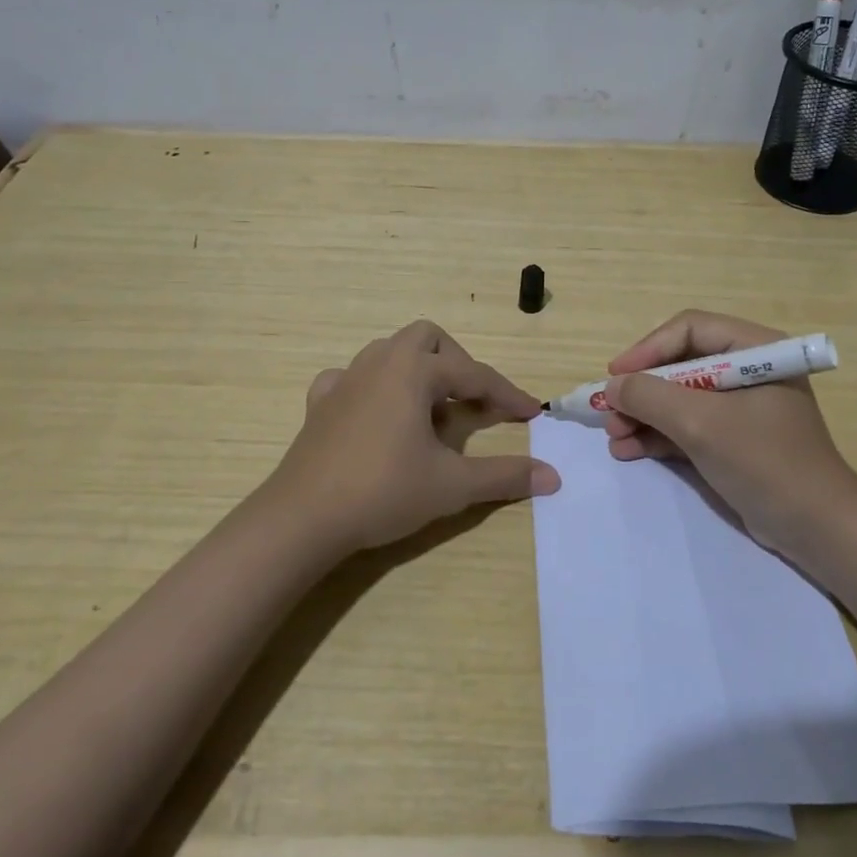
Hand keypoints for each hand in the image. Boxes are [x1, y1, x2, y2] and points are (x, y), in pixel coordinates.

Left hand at [260, 320, 560, 555]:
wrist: (303, 517)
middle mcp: (380, 361)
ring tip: (430, 411)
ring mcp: (344, 379)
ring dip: (417, 372)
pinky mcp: (320, 402)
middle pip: (428, 339)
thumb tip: (553, 477)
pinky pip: (352, 378)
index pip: (474, 375)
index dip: (507, 394)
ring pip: (389, 352)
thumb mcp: (452, 485)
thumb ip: (504, 476)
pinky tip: (378, 415)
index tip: (532, 413)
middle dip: (457, 364)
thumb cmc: (383, 491)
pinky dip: (373, 388)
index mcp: (414, 370)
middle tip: (473, 403)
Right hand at [602, 310, 856, 559]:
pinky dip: (658, 436)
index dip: (648, 349)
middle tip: (609, 413)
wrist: (817, 531)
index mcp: (755, 350)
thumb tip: (613, 386)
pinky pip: (687, 426)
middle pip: (680, 365)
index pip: (690, 330)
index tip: (616, 376)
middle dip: (642, 390)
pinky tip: (628, 451)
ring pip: (679, 398)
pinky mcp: (733, 440)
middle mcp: (747, 370)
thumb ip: (651, 397)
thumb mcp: (701, 424)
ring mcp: (740, 408)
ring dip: (643, 415)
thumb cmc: (765, 462)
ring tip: (614, 437)